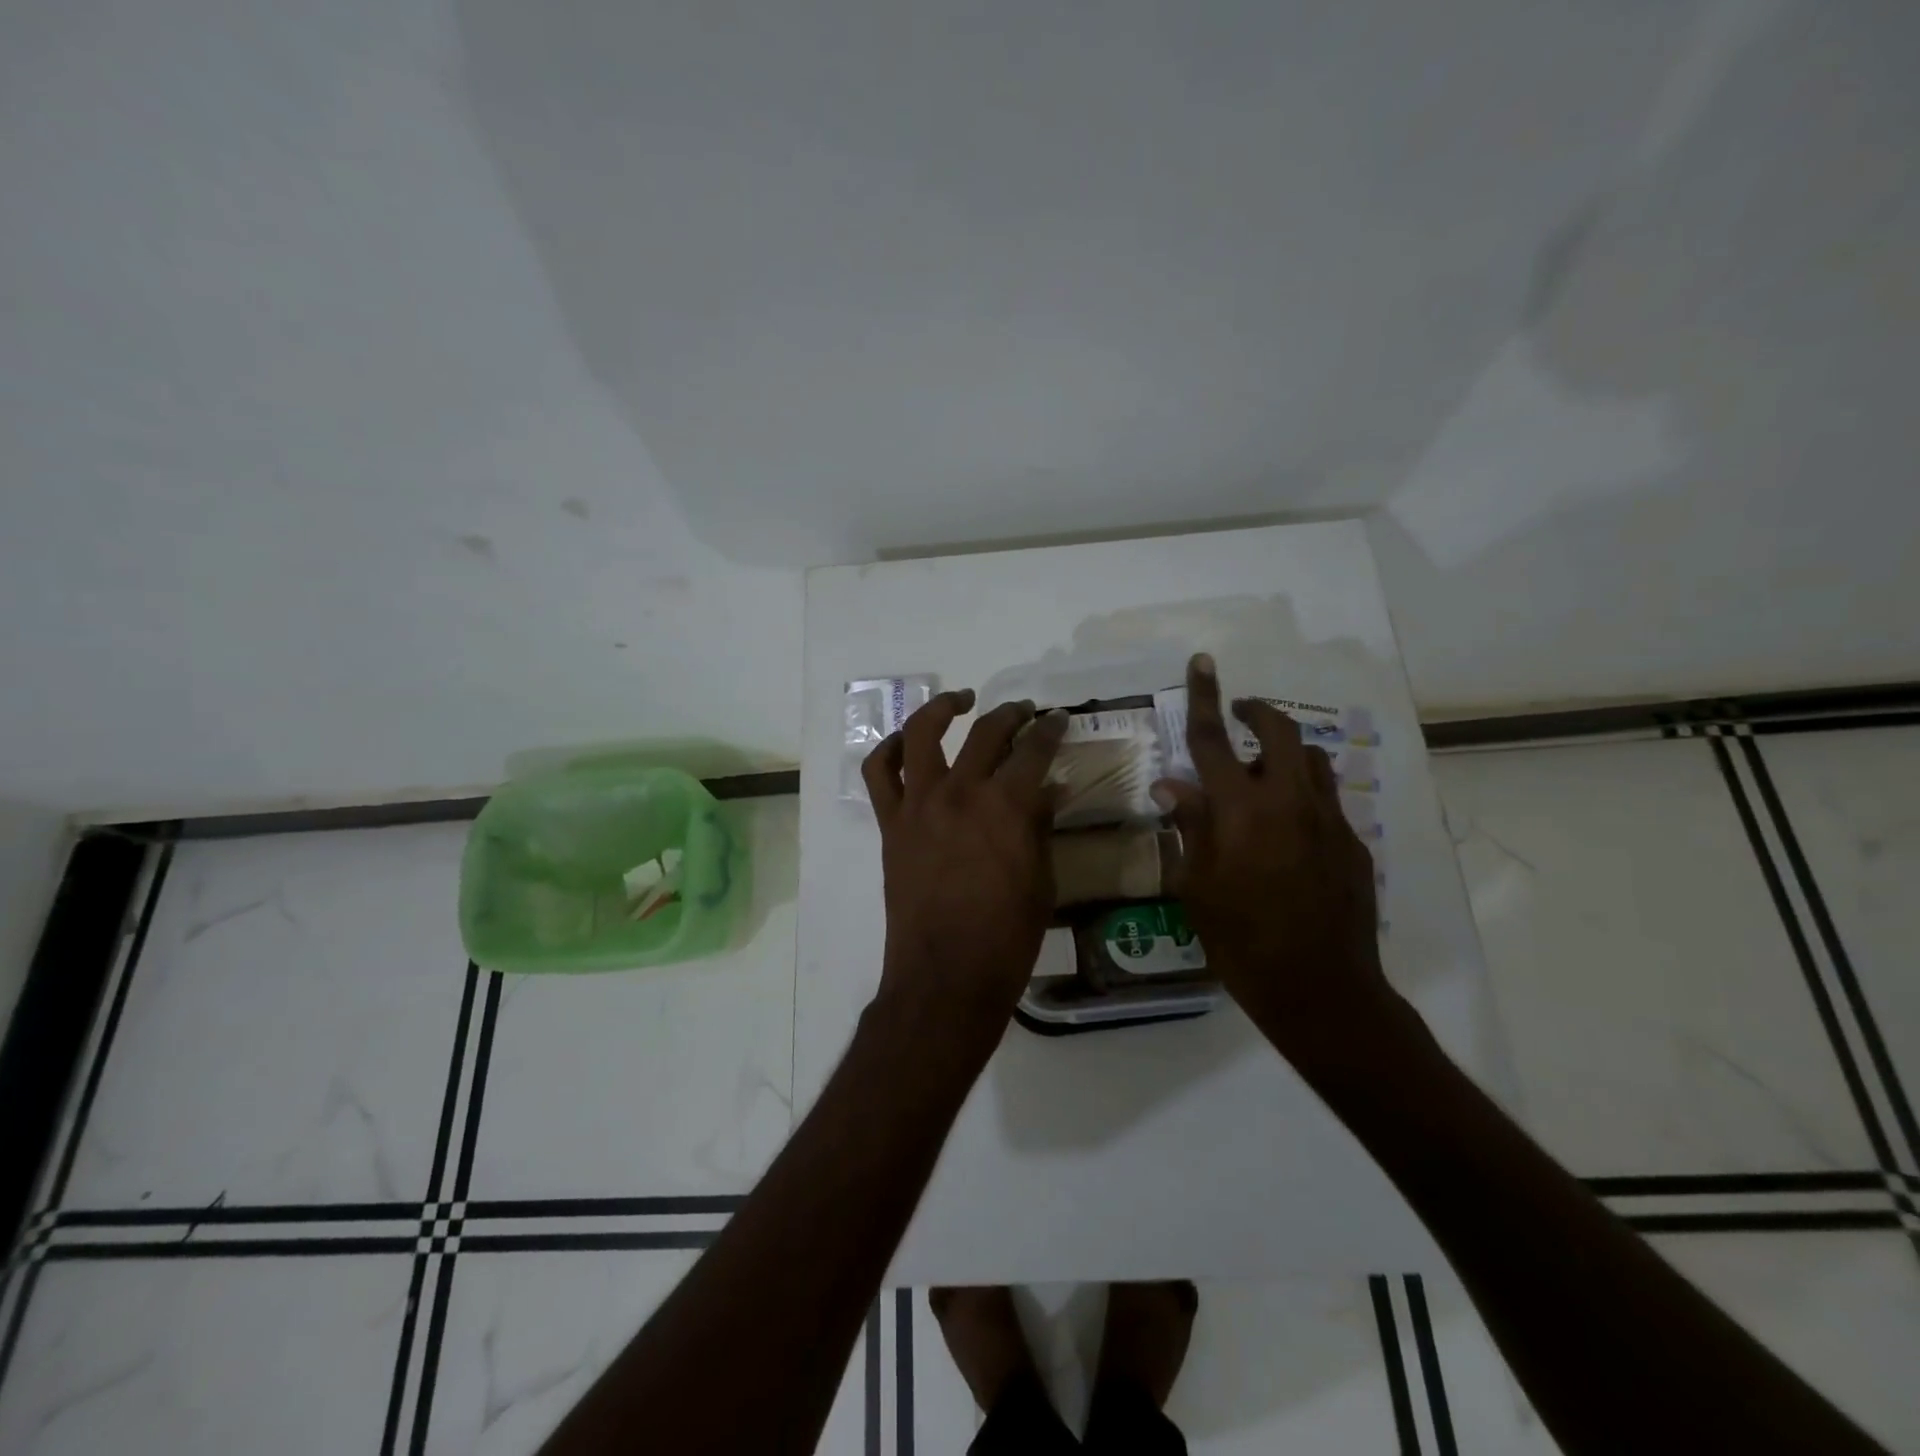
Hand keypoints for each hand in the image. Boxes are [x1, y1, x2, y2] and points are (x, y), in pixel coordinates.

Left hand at [863, 690, 1068, 1049]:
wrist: (945, 977)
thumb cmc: (1006, 938)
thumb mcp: (1041, 881)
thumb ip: (1040, 827)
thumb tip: (1046, 791)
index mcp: (1005, 806)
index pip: (1033, 750)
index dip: (1050, 729)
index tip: (1057, 719)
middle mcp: (960, 792)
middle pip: (986, 733)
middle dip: (1011, 714)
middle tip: (1025, 712)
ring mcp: (919, 805)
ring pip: (923, 734)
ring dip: (943, 708)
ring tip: (961, 700)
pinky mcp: (891, 824)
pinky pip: (880, 773)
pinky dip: (891, 749)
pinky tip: (908, 743)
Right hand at [1152, 654, 1394, 1057]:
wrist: (1320, 989)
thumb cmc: (1241, 941)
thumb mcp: (1196, 887)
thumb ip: (1188, 826)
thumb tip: (1172, 785)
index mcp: (1241, 811)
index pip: (1214, 741)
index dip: (1206, 697)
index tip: (1203, 662)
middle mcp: (1288, 803)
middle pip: (1278, 732)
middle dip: (1257, 712)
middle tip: (1239, 714)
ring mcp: (1328, 821)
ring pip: (1311, 760)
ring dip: (1284, 751)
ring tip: (1262, 772)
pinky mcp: (1353, 844)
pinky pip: (1326, 799)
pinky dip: (1302, 793)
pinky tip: (1287, 830)